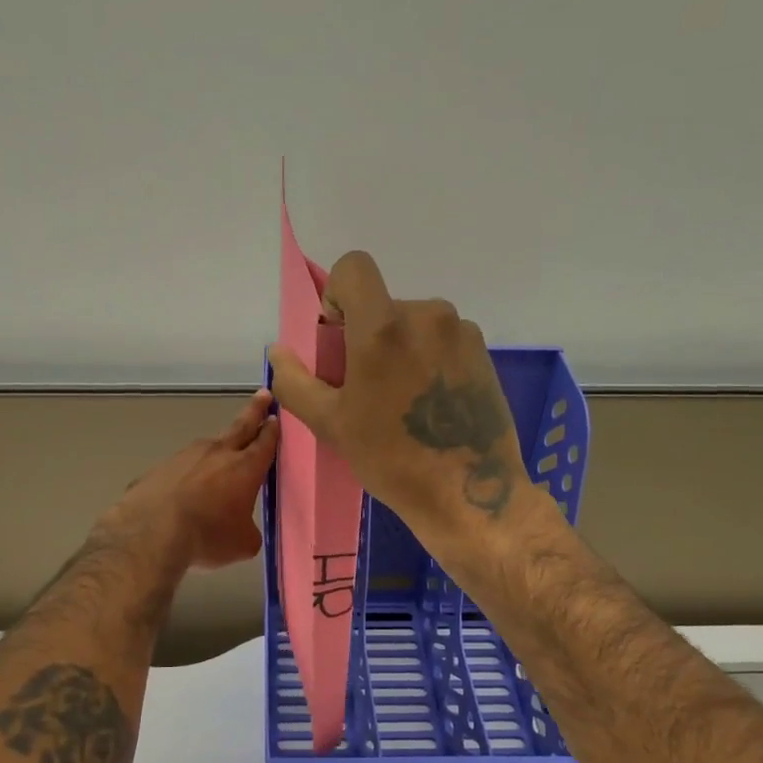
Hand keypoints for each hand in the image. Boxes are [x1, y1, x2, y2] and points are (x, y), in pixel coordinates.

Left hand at [100, 390, 279, 571]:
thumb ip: (248, 530)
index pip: (265, 443)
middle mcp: (218, 453)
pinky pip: (181, 468)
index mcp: (245, 468)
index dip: (272, 431)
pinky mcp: (160, 468)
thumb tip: (243, 528)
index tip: (275, 417)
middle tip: (263, 395)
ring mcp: (185, 456)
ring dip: (218, 449)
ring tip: (220, 457)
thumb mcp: (243, 543)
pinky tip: (184, 490)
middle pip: (241, 426)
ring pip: (208, 447)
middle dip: (255, 411)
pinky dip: (187, 474)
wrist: (150, 532)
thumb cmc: (207, 536)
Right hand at [268, 252, 528, 546]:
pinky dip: (428, 360)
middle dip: (366, 336)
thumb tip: (278, 352)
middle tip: (367, 389)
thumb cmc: (391, 459)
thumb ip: (295, 381)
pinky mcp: (483, 352)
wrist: (470, 494)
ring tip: (402, 402)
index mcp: (384, 327)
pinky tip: (431, 405)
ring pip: (413, 324)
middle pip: (382, 305)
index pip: (354, 268)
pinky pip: (442, 340)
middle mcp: (427, 315)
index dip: (337, 296)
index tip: (339, 341)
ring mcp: (461, 332)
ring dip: (399, 349)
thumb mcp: (331, 424)